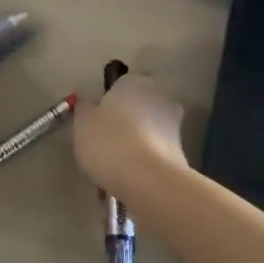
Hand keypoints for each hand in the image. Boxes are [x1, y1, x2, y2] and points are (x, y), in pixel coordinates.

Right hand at [72, 73, 188, 202]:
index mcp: (133, 82)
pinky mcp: (181, 151)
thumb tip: (86, 99)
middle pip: (137, 107)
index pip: (119, 85)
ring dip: (136, 144)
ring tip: (116, 170)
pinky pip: (156, 153)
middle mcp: (158, 96)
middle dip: (125, 124)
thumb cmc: (109, 142)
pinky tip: (130, 180)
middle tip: (105, 146)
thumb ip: (83, 108)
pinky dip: (145, 163)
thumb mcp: (82, 123)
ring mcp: (173, 123)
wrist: (148, 180)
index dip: (107, 104)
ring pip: (148, 131)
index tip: (96, 124)